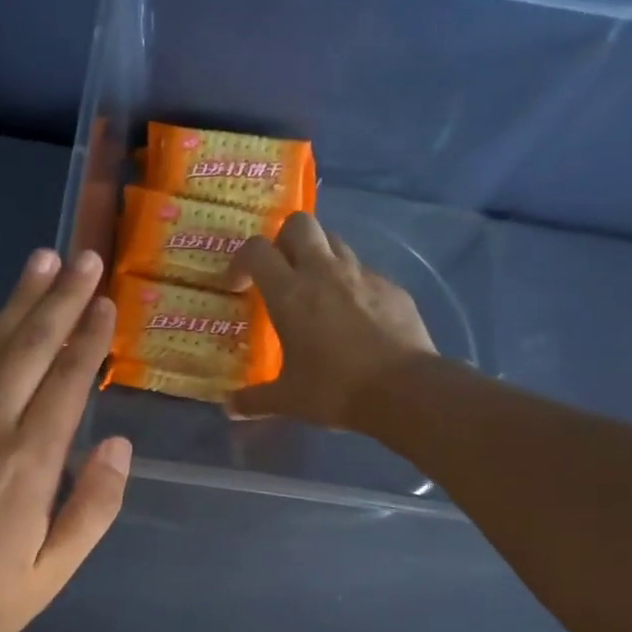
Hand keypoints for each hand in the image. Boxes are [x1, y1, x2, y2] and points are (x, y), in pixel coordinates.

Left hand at [0, 248, 129, 631]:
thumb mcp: (58, 566)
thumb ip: (94, 504)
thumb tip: (119, 445)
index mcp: (31, 462)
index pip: (68, 382)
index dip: (90, 338)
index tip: (106, 302)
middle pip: (31, 349)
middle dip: (61, 300)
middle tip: (84, 259)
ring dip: (18, 301)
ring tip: (42, 260)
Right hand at [225, 212, 436, 428]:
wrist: (403, 389)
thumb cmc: (334, 390)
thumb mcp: (287, 400)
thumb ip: (254, 400)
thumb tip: (228, 408)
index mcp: (290, 293)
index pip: (256, 250)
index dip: (241, 261)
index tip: (238, 286)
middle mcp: (324, 272)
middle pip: (299, 224)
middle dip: (283, 240)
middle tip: (279, 273)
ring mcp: (362, 276)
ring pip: (334, 242)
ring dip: (318, 257)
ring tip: (315, 292)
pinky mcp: (392, 287)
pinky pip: (364, 272)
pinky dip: (351, 285)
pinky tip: (353, 317)